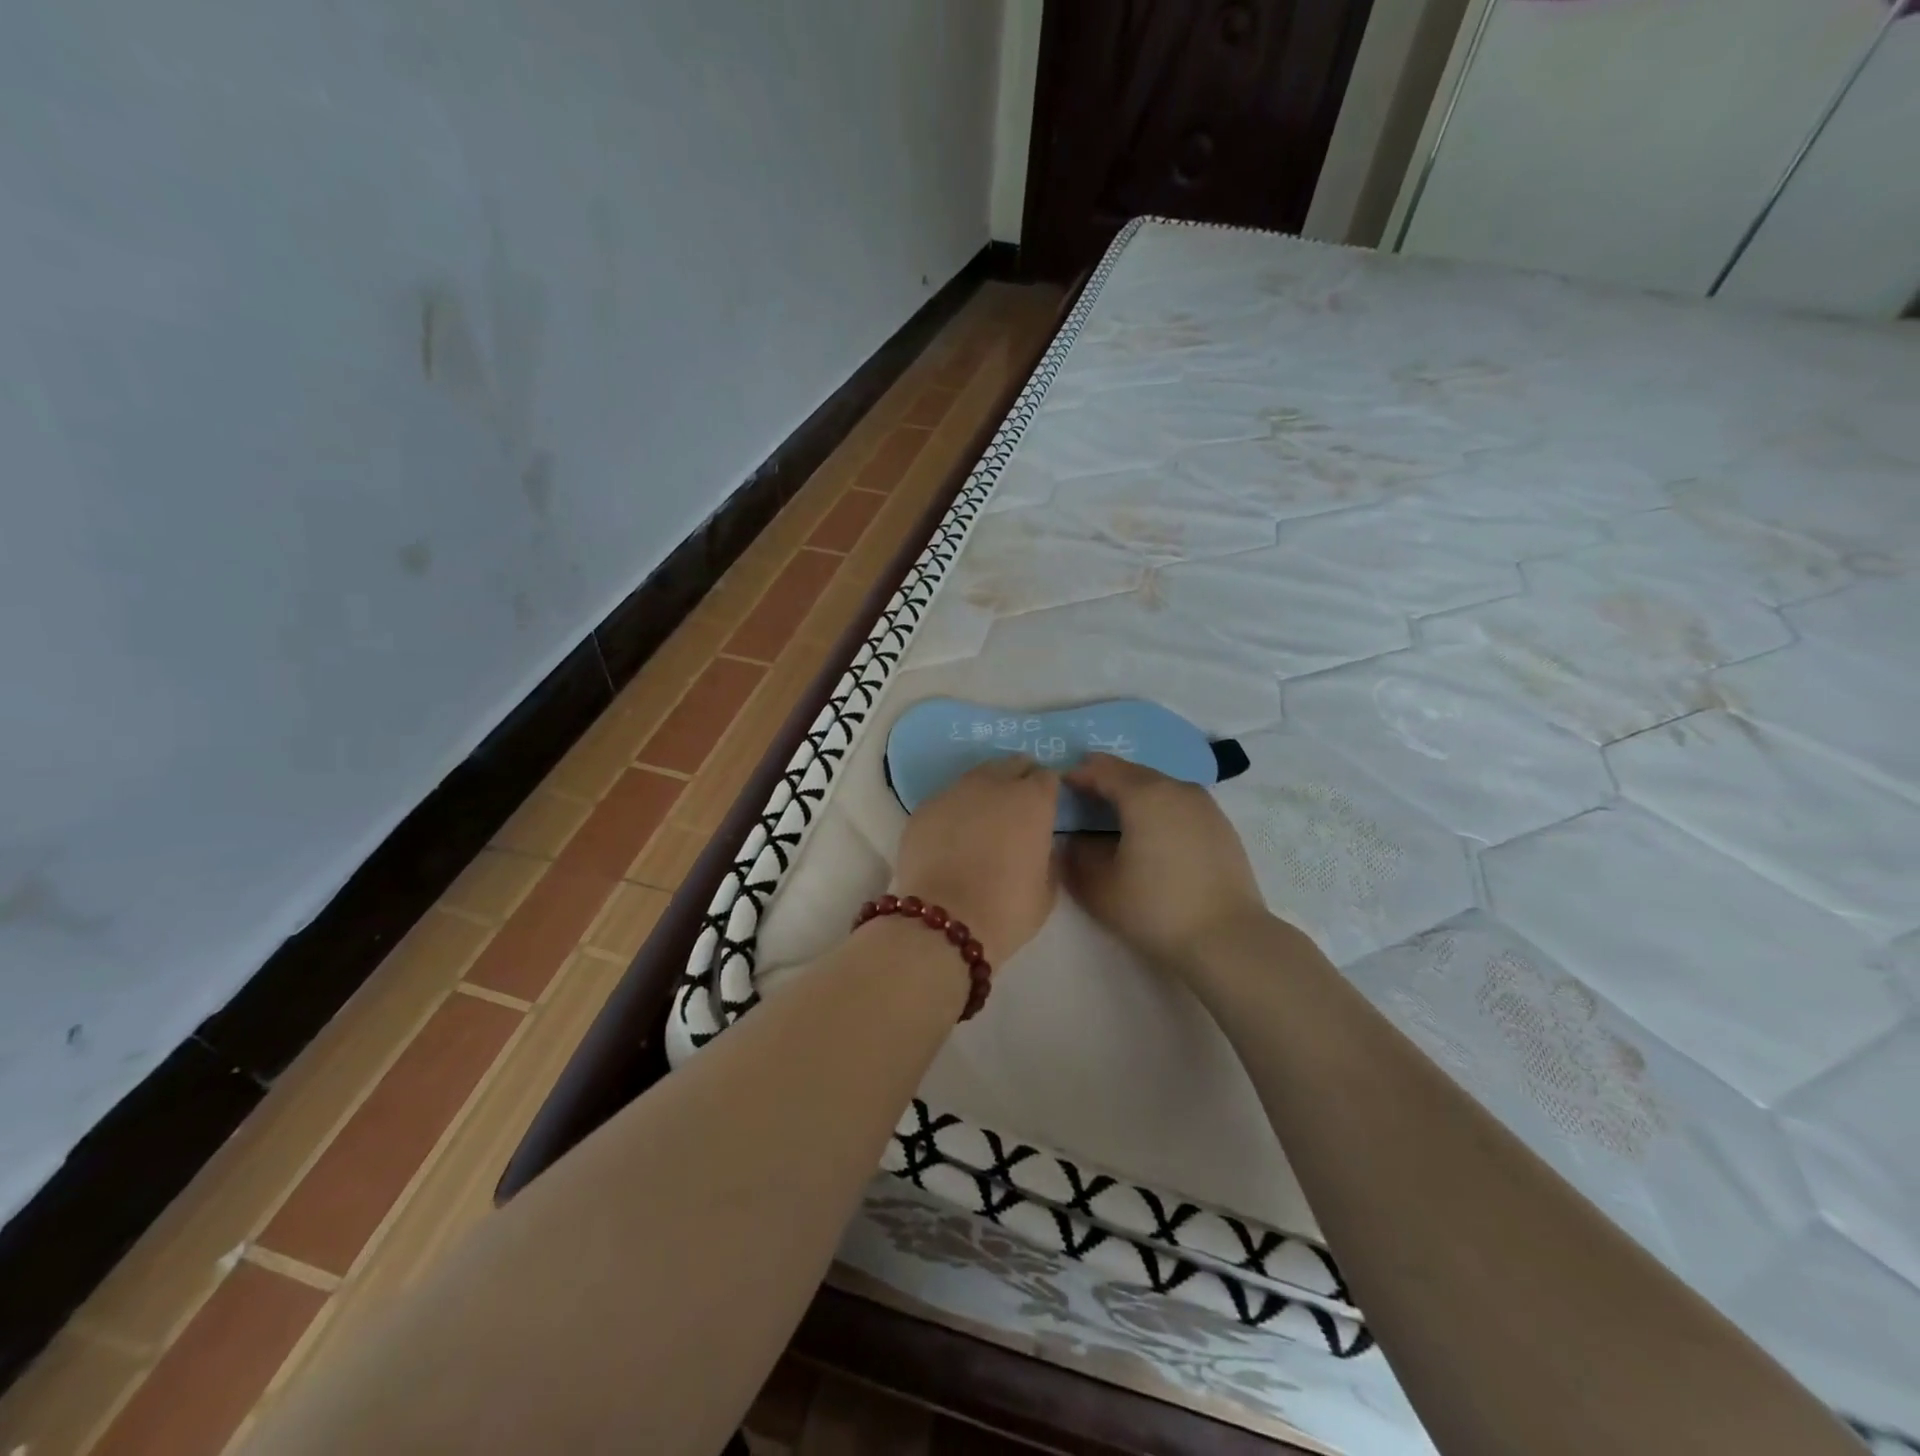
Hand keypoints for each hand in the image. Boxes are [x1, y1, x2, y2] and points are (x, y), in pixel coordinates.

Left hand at [891, 756, 1058, 962]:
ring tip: (983, 820)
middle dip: (1018, 779)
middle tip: (1017, 807)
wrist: (944, 922)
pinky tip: (952, 836)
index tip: (1047, 807)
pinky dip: (954, 810)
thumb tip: (1040, 844)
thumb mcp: (1047, 889)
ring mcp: (954, 793)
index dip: (1048, 790)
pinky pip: (947, 800)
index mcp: (1031, 800)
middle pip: (1011, 765)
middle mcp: (993, 785)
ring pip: (975, 778)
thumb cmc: (1006, 909)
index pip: (1047, 777)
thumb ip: (1048, 856)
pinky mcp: (923, 808)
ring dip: (984, 791)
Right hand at [1062, 754, 1271, 973]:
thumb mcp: (1099, 886)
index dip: (1077, 775)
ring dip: (1133, 794)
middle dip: (1104, 781)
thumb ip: (1077, 855)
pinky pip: (1179, 804)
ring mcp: (1204, 805)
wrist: (1227, 940)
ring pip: (1159, 786)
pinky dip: (1158, 809)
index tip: (1057, 789)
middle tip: (1081, 800)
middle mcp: (1176, 788)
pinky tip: (1150, 835)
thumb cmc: (1155, 908)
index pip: (1102, 769)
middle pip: (1132, 773)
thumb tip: (1074, 839)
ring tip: (1113, 818)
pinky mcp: (1221, 826)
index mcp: (1145, 795)